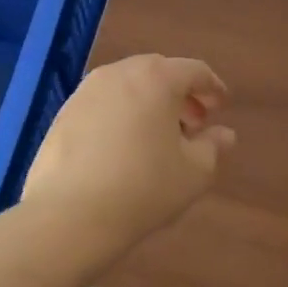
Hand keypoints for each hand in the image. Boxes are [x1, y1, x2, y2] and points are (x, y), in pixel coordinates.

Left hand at [22, 54, 236, 247]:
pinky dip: (121, 115)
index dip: (212, 87)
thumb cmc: (144, 188)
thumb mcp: (194, 172)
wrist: (70, 216)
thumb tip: (224, 134)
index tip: (221, 106)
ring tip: (158, 137)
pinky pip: (103, 104)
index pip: (194, 70)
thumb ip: (213, 146)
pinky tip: (124, 148)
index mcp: (156, 78)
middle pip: (158, 72)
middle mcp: (119, 74)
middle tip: (193, 123)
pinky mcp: (63, 115)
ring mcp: (85, 92)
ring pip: (127, 86)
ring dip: (149, 103)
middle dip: (179, 93)